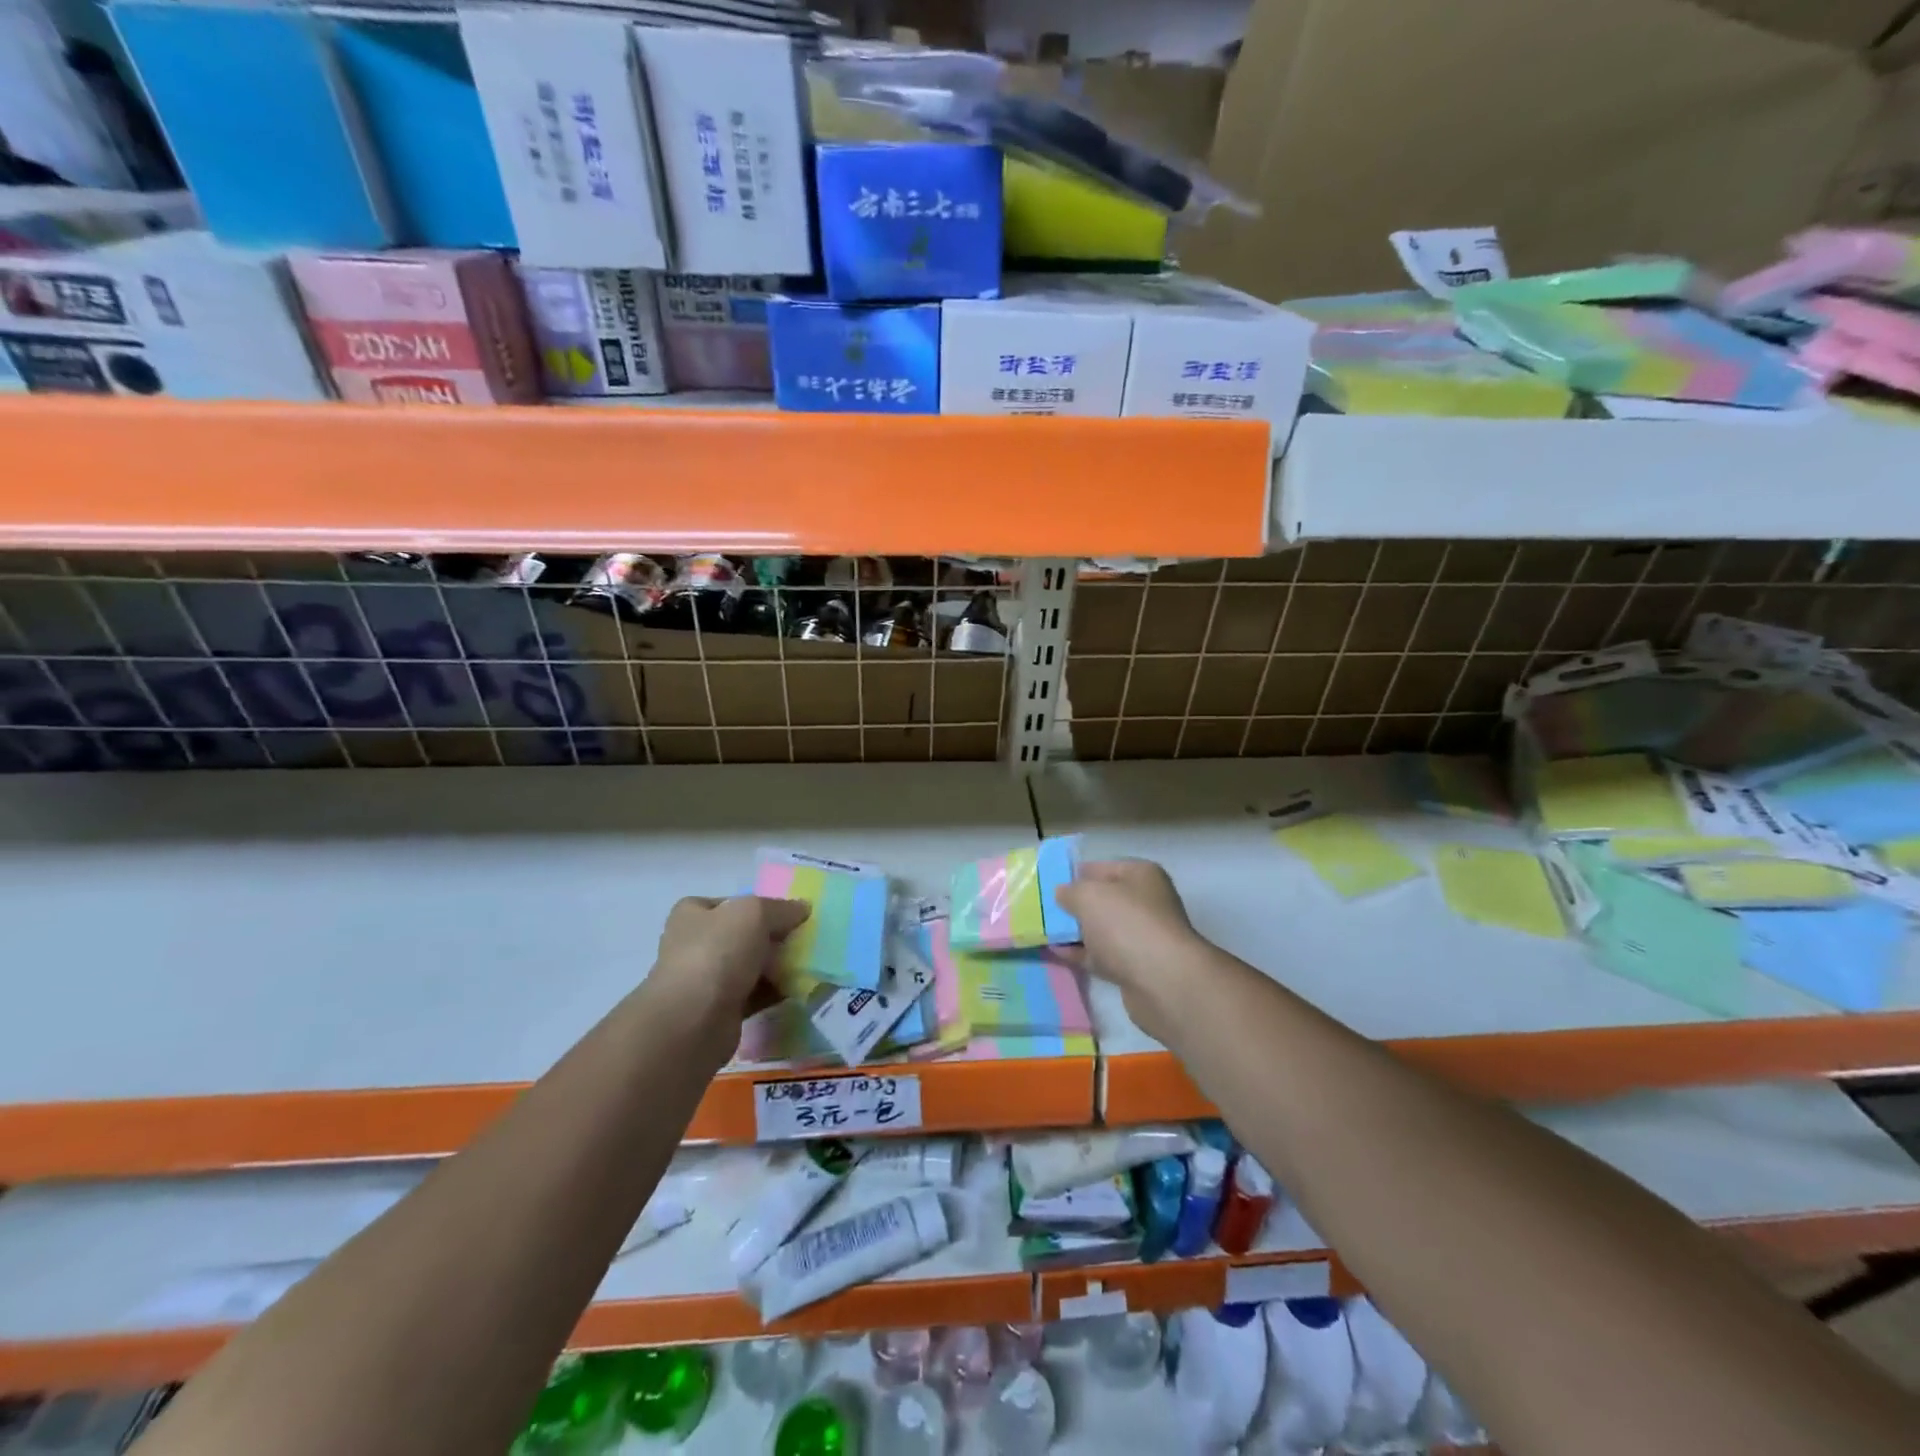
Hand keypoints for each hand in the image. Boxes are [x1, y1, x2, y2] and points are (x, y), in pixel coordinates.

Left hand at [648, 895, 809, 1031]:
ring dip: (777, 966)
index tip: (790, 915)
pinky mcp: (719, 1010)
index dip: (761, 905)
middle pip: (744, 935)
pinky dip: (774, 992)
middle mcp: (695, 944)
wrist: (692, 1023)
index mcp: (693, 914)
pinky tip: (797, 989)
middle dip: (774, 938)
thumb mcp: (754, 913)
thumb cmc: (717, 954)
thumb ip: (781, 908)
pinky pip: (754, 994)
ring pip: (750, 966)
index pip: (731, 902)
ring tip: (807, 965)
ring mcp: (705, 979)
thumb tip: (802, 908)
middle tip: (804, 940)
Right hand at [1055, 859, 1202, 1038]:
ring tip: (1042, 931)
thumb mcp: (1089, 896)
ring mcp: (1142, 937)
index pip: (1102, 867)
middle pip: (1102, 900)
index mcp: (1141, 875)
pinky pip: (1102, 955)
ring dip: (1075, 931)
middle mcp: (1146, 903)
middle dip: (1073, 905)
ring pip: (1101, 929)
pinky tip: (1055, 952)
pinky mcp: (1136, 967)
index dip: (1075, 874)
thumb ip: (1070, 891)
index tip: (1047, 884)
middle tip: (1042, 910)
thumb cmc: (1126, 924)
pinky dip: (1081, 953)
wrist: (1162, 982)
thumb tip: (1063, 894)